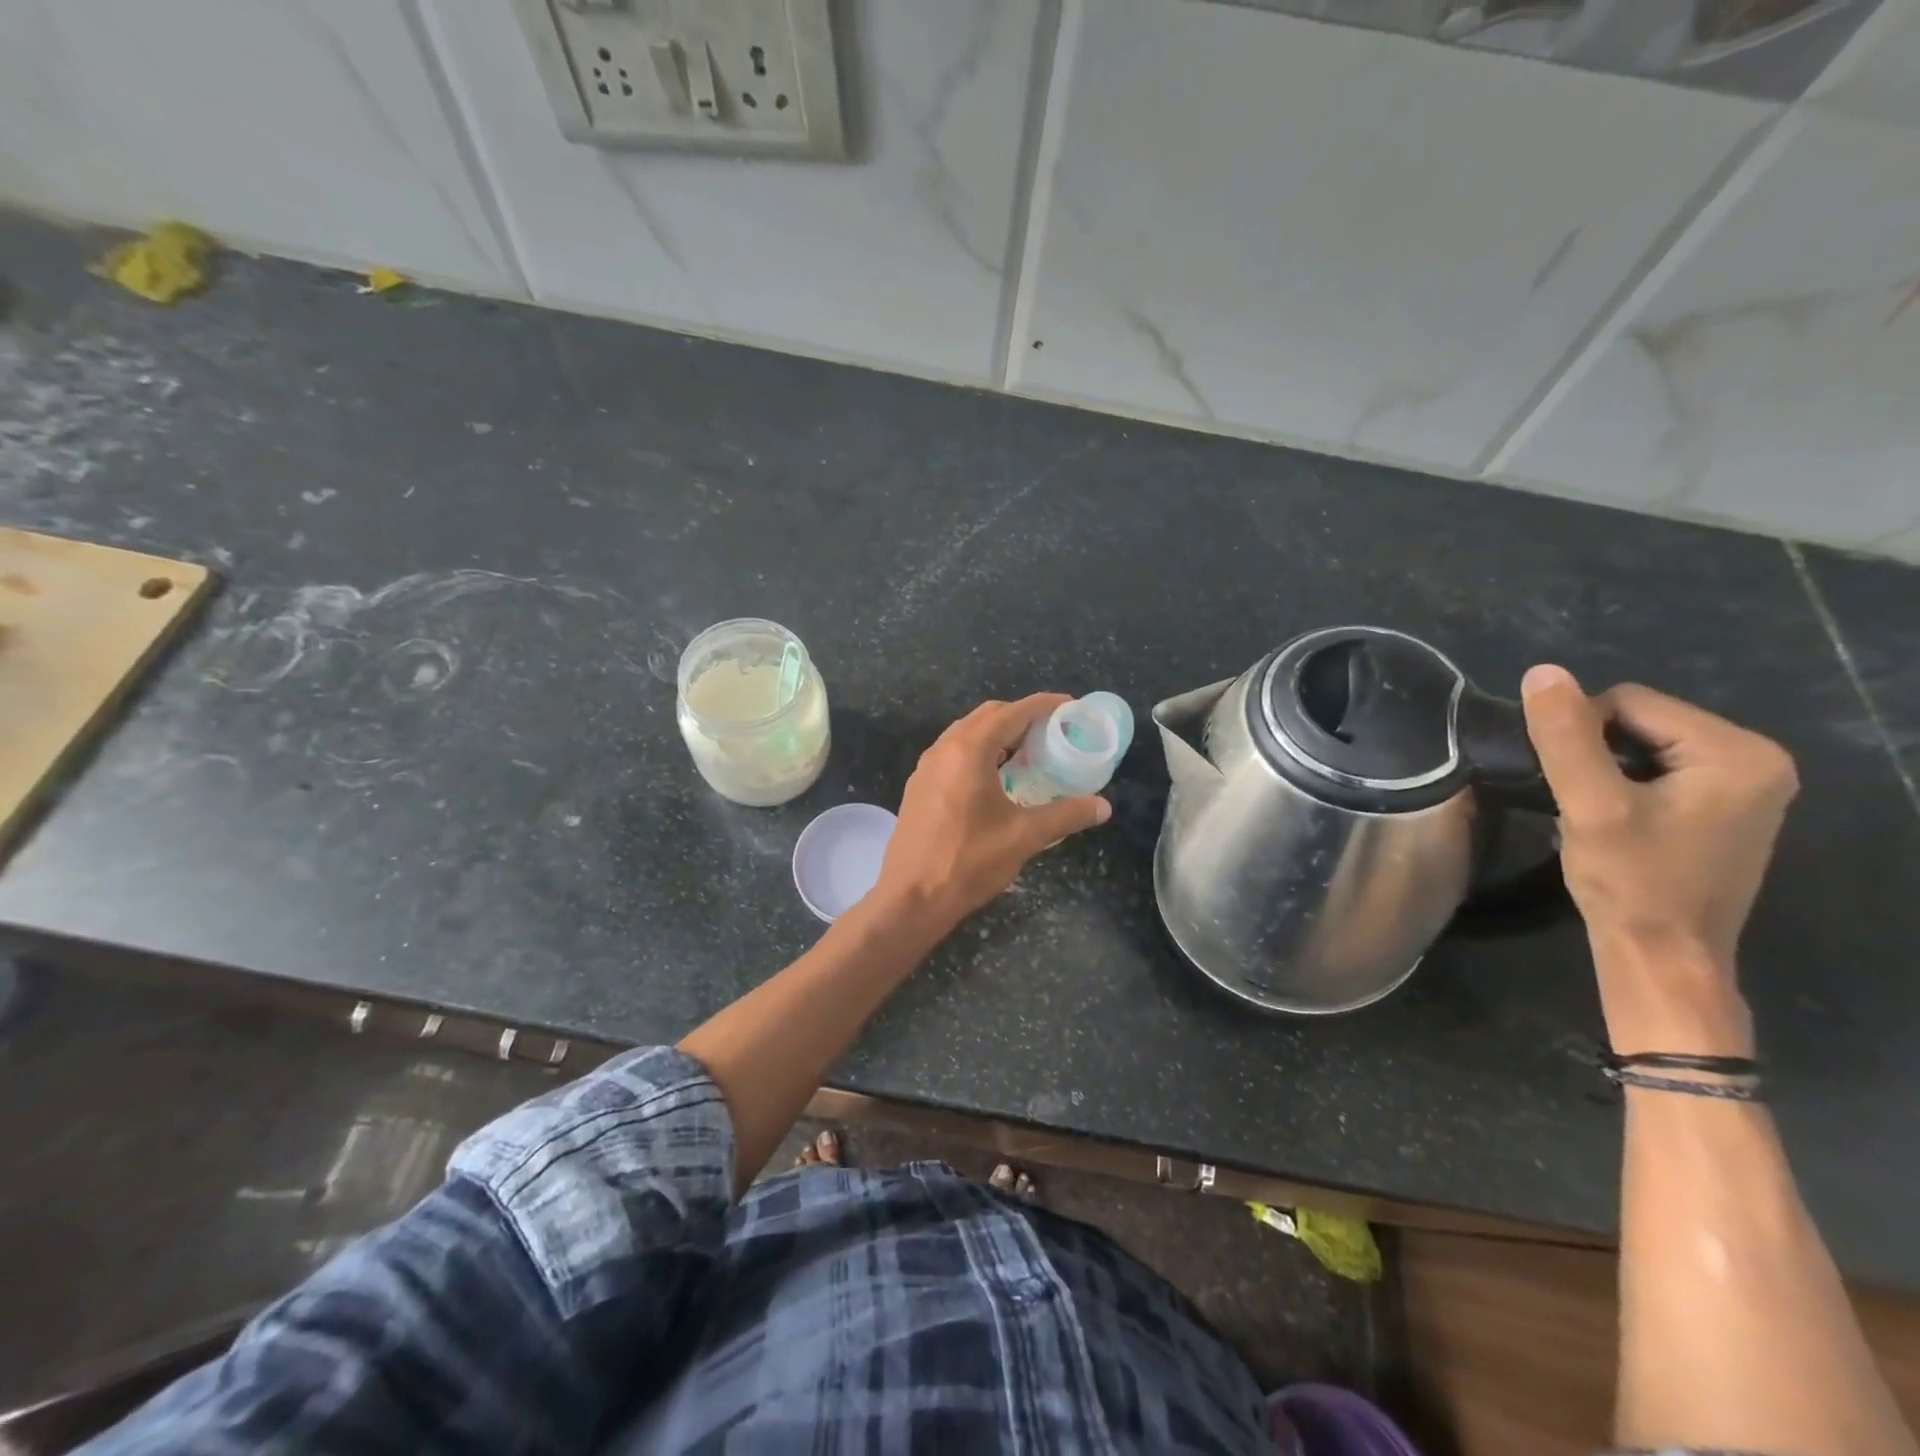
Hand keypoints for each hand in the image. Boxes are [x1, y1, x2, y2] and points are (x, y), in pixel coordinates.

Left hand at [873, 695, 1111, 930]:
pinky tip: (997, 780)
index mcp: (968, 750)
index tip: (1070, 706)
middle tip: (1052, 733)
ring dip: (999, 736)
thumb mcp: (1024, 836)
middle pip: (988, 716)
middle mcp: (943, 749)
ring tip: (1029, 755)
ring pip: (967, 735)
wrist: (911, 898)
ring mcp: (926, 767)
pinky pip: (954, 754)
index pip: (1012, 712)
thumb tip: (1103, 807)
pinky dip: (980, 753)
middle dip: (1022, 718)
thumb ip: (1066, 815)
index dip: (1044, 705)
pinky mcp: (919, 787)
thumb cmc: (968, 861)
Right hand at [1521, 665, 1797, 1051]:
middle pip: (1640, 722)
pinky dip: (1624, 788)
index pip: (1628, 702)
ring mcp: (1746, 787)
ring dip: (1605, 773)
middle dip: (1595, 755)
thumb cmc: (1631, 882)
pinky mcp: (1725, 810)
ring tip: (1594, 815)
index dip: (1579, 735)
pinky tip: (1615, 824)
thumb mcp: (1590, 805)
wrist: (1662, 957)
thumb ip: (1566, 737)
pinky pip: (1659, 772)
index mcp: (1738, 752)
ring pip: (1644, 747)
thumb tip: (1543, 672)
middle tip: (1581, 804)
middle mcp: (1757, 761)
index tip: (1570, 786)